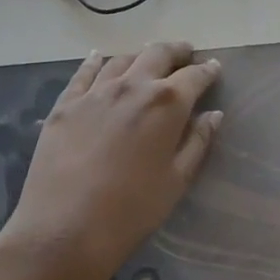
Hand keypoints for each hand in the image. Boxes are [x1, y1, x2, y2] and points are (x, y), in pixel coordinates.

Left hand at [0, 42, 221, 279]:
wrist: (65, 228)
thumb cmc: (132, 210)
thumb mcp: (176, 180)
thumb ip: (197, 142)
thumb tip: (213, 114)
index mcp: (166, 103)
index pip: (194, 76)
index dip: (207, 70)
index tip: (214, 67)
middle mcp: (132, 86)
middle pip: (157, 55)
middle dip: (176, 51)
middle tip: (185, 53)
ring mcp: (95, 92)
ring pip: (122, 60)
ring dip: (139, 56)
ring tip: (147, 60)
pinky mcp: (65, 104)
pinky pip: (84, 73)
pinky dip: (96, 61)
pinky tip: (99, 57)